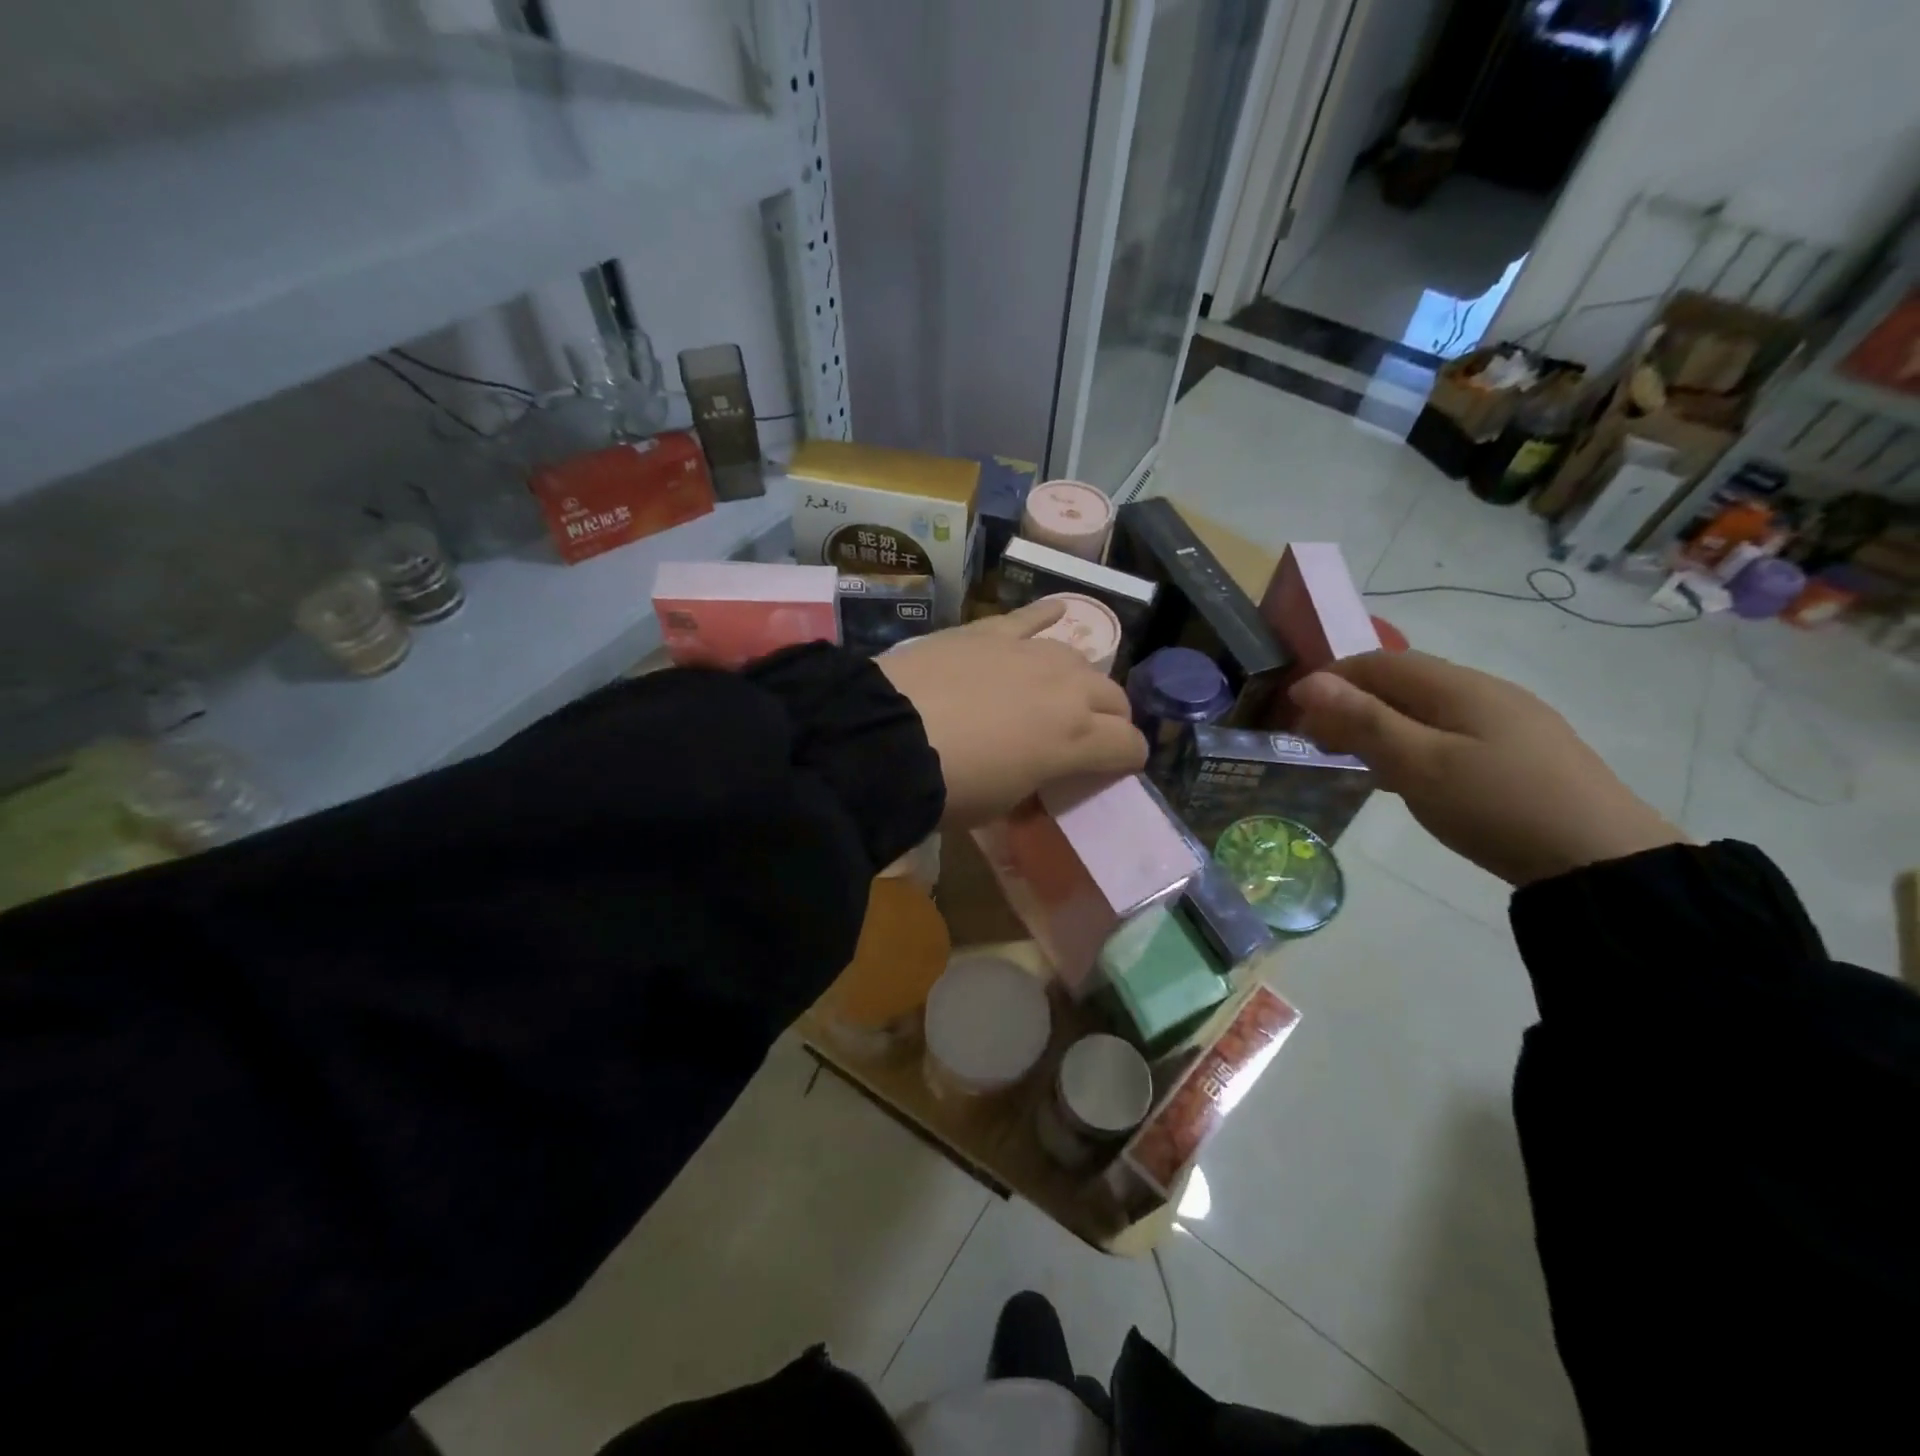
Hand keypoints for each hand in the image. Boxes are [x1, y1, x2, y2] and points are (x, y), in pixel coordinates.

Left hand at [880, 601, 1147, 826]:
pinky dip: (1047, 614)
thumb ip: (1032, 786)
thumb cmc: (949, 787)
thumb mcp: (1000, 806)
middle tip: (1090, 735)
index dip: (1128, 759)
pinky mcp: (991, 632)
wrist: (888, 737)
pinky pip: (1031, 617)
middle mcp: (1067, 689)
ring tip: (1066, 690)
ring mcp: (1031, 653)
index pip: (1129, 745)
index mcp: (1077, 739)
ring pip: (1078, 659)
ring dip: (1081, 679)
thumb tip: (1035, 782)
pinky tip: (1058, 610)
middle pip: (1114, 696)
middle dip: (1112, 718)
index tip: (1116, 768)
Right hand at [1289, 650, 1682, 886]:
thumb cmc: (1497, 806)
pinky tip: (1408, 775)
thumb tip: (1308, 683)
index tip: (1296, 715)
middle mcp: (1484, 691)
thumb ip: (1363, 721)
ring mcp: (1509, 721)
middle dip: (1352, 703)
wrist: (1603, 861)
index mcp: (1457, 686)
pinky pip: (1449, 731)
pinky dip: (1412, 742)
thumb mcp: (1418, 764)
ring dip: (1380, 724)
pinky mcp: (1522, 751)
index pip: (1378, 662)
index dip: (1331, 680)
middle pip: (1402, 682)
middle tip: (1317, 743)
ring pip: (1425, 708)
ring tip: (1354, 761)